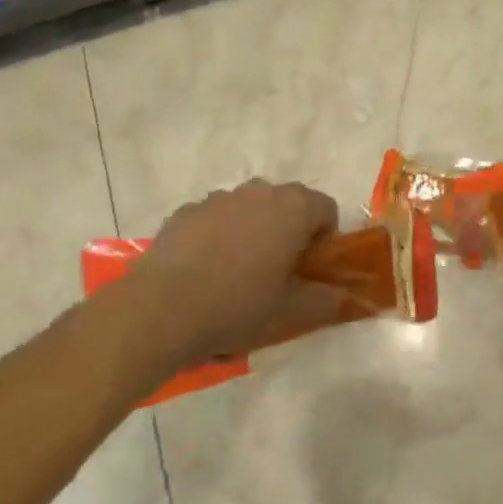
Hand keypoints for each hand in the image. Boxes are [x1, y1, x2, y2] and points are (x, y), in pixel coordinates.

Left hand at [111, 179, 346, 377]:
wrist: (160, 310)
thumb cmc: (238, 306)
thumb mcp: (291, 312)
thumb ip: (326, 299)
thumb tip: (342, 295)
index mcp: (293, 208)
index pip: (326, 208)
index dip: (324, 238)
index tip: (310, 268)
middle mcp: (259, 191)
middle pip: (288, 203)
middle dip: (289, 230)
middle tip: (278, 271)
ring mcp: (219, 198)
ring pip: (250, 208)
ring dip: (254, 230)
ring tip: (237, 272)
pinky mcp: (186, 211)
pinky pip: (215, 218)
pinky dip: (218, 236)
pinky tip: (204, 271)